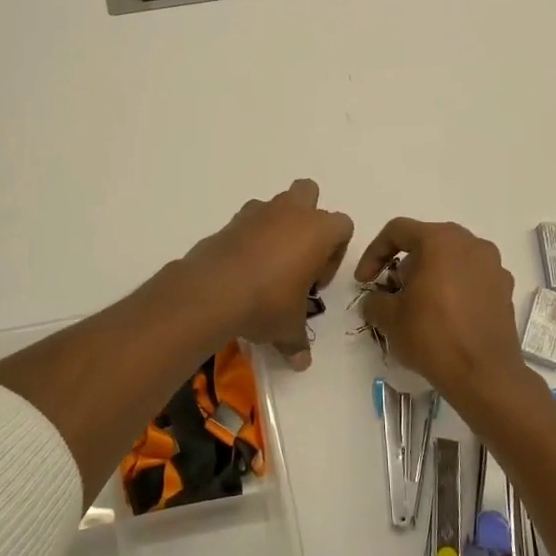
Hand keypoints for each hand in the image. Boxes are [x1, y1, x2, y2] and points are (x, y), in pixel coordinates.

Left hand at [184, 179, 353, 368]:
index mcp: (318, 230)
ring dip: (276, 227)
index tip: (316, 283)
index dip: (334, 254)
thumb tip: (301, 363)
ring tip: (266, 266)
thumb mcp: (288, 328)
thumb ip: (298, 341)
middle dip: (307, 218)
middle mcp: (290, 212)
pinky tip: (242, 270)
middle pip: (308, 193)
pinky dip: (248, 238)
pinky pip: (247, 222)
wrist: (213, 292)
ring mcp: (256, 213)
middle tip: (298, 257)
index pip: (343, 226)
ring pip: (275, 205)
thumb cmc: (267, 303)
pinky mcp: (229, 222)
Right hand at [356, 218, 533, 404]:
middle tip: (392, 292)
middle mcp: (471, 243)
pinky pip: (471, 278)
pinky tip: (445, 316)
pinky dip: (454, 289)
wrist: (484, 374)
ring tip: (419, 305)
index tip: (364, 281)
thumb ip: (374, 300)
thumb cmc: (432, 336)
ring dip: (431, 275)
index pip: (397, 231)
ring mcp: (493, 265)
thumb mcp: (389, 318)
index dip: (373, 253)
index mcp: (440, 240)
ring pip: (452, 259)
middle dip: (404, 264)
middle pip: (427, 242)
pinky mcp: (505, 289)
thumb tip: (375, 300)